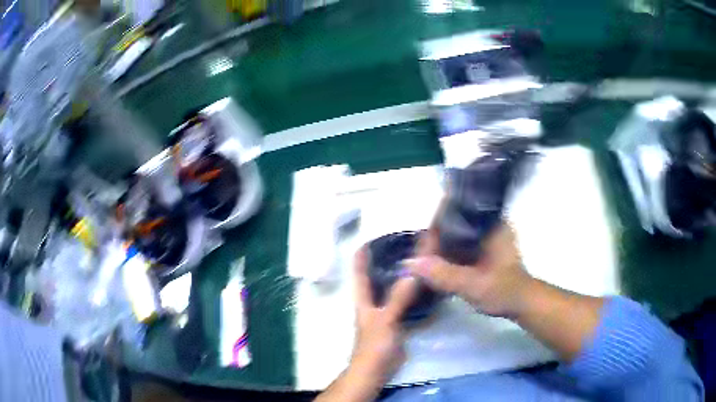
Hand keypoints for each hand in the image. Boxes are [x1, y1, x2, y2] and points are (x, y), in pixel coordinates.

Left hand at [350, 247, 417, 383]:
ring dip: (402, 276)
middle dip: (387, 261)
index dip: (362, 254)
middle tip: (404, 244)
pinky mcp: (397, 322)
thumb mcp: (385, 320)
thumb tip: (412, 272)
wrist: (376, 370)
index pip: (360, 271)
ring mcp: (385, 312)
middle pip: (377, 276)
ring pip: (393, 289)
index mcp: (363, 298)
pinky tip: (425, 286)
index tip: (372, 236)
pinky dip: (412, 293)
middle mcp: (373, 301)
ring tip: (418, 260)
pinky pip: (404, 302)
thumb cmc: (374, 345)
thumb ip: (398, 298)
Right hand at [408, 223, 533, 317]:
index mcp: (491, 224)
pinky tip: (436, 265)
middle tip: (418, 259)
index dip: (435, 229)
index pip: (455, 214)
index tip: (421, 249)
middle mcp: (489, 223)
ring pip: (455, 234)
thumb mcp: (472, 285)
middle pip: (452, 223)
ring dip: (439, 248)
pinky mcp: (483, 246)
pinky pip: (459, 244)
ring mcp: (486, 234)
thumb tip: (410, 263)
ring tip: (422, 262)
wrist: (521, 303)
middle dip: (434, 240)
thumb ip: (443, 274)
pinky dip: (447, 253)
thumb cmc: (503, 292)